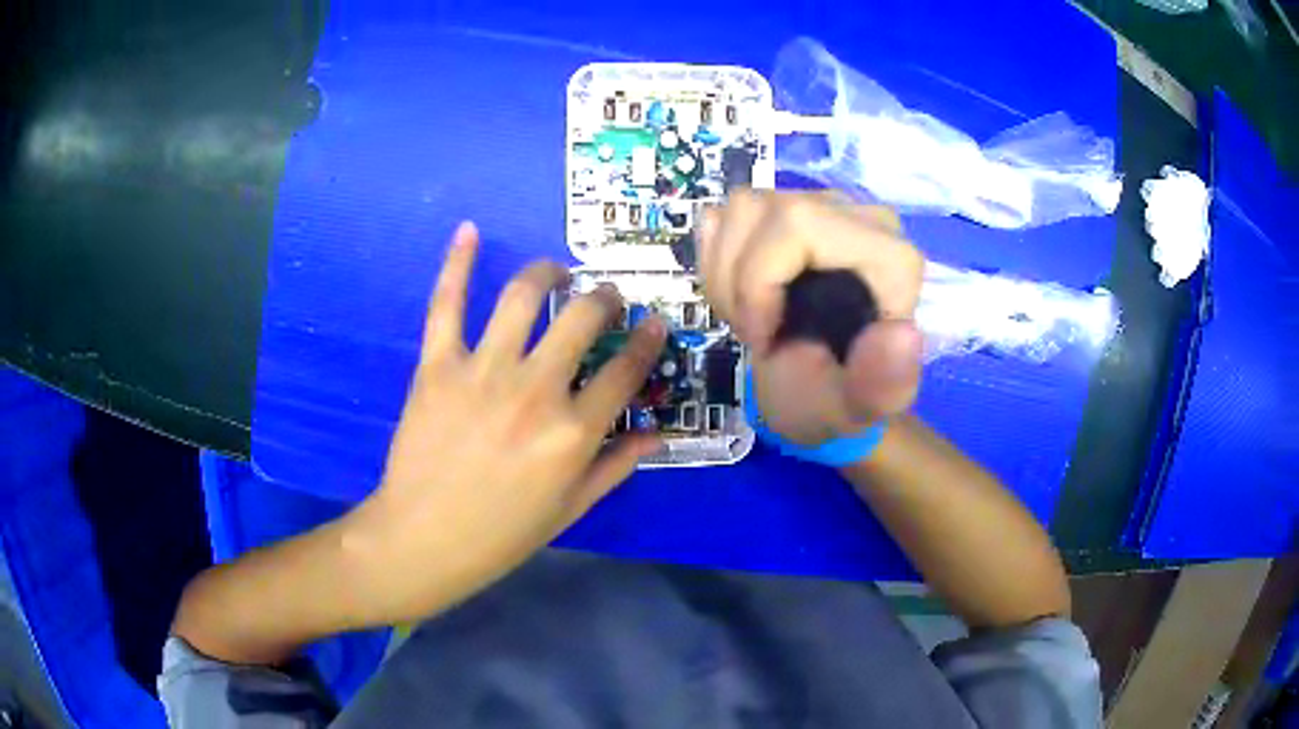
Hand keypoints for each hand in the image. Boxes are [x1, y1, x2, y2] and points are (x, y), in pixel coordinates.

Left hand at [343, 222, 665, 624]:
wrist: (424, 539)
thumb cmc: (502, 533)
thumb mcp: (571, 507)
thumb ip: (616, 465)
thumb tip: (659, 434)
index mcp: (573, 432)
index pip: (625, 370)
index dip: (647, 341)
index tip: (654, 323)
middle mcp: (535, 390)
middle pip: (582, 319)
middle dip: (603, 299)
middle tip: (604, 297)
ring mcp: (483, 371)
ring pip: (523, 297)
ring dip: (547, 273)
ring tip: (555, 273)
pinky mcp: (438, 365)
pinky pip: (447, 304)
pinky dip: (456, 264)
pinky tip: (468, 231)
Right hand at [698, 191, 924, 444]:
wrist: (816, 393)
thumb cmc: (836, 400)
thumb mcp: (862, 408)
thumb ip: (886, 383)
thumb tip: (903, 333)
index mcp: (890, 258)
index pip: (798, 226)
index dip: (760, 281)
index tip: (763, 340)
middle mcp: (862, 217)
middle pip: (764, 211)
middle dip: (738, 282)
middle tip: (752, 332)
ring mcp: (821, 206)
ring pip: (742, 207)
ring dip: (726, 274)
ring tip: (750, 318)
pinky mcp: (790, 208)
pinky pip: (730, 212)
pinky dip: (720, 260)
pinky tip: (743, 295)